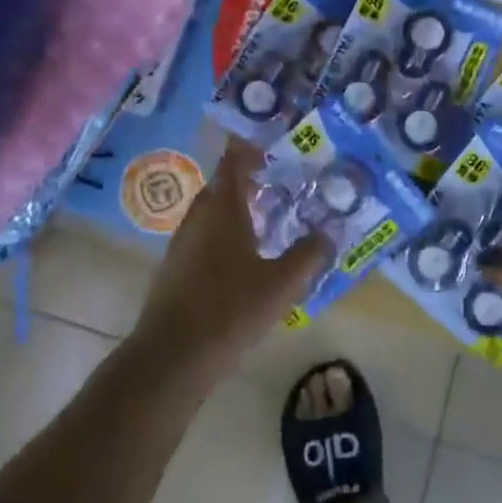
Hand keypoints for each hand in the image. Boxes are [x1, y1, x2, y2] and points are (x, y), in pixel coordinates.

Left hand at [132, 140, 330, 371]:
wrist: (171, 357)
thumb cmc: (230, 310)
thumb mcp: (282, 284)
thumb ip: (309, 254)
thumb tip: (329, 233)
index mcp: (222, 208)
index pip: (235, 160)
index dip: (253, 147)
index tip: (277, 144)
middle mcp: (199, 217)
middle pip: (224, 185)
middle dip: (252, 180)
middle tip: (284, 183)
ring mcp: (183, 243)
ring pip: (214, 213)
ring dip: (239, 209)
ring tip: (271, 218)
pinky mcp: (176, 268)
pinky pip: (206, 237)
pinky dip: (228, 234)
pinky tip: (247, 257)